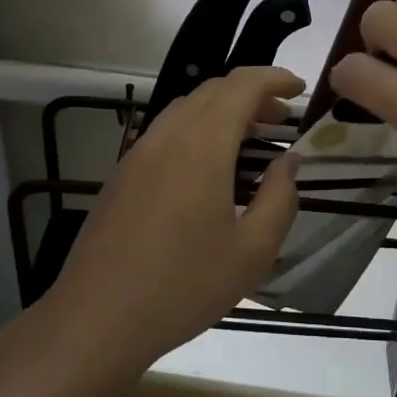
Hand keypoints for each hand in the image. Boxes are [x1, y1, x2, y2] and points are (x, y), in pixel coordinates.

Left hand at [44, 66, 303, 373]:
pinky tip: (208, 166)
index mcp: (201, 146)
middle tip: (281, 119)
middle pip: (213, 91)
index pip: (241, 86)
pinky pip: (166, 131)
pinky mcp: (122, 174)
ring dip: (222, 110)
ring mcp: (138, 153)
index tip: (300, 90)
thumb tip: (288, 161)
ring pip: (186, 108)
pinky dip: (197, 129)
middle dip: (251, 94)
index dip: (274, 79)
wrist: (97, 317)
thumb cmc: (183, 286)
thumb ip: (279, 198)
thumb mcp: (252, 252)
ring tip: (249, 139)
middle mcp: (167, 136)